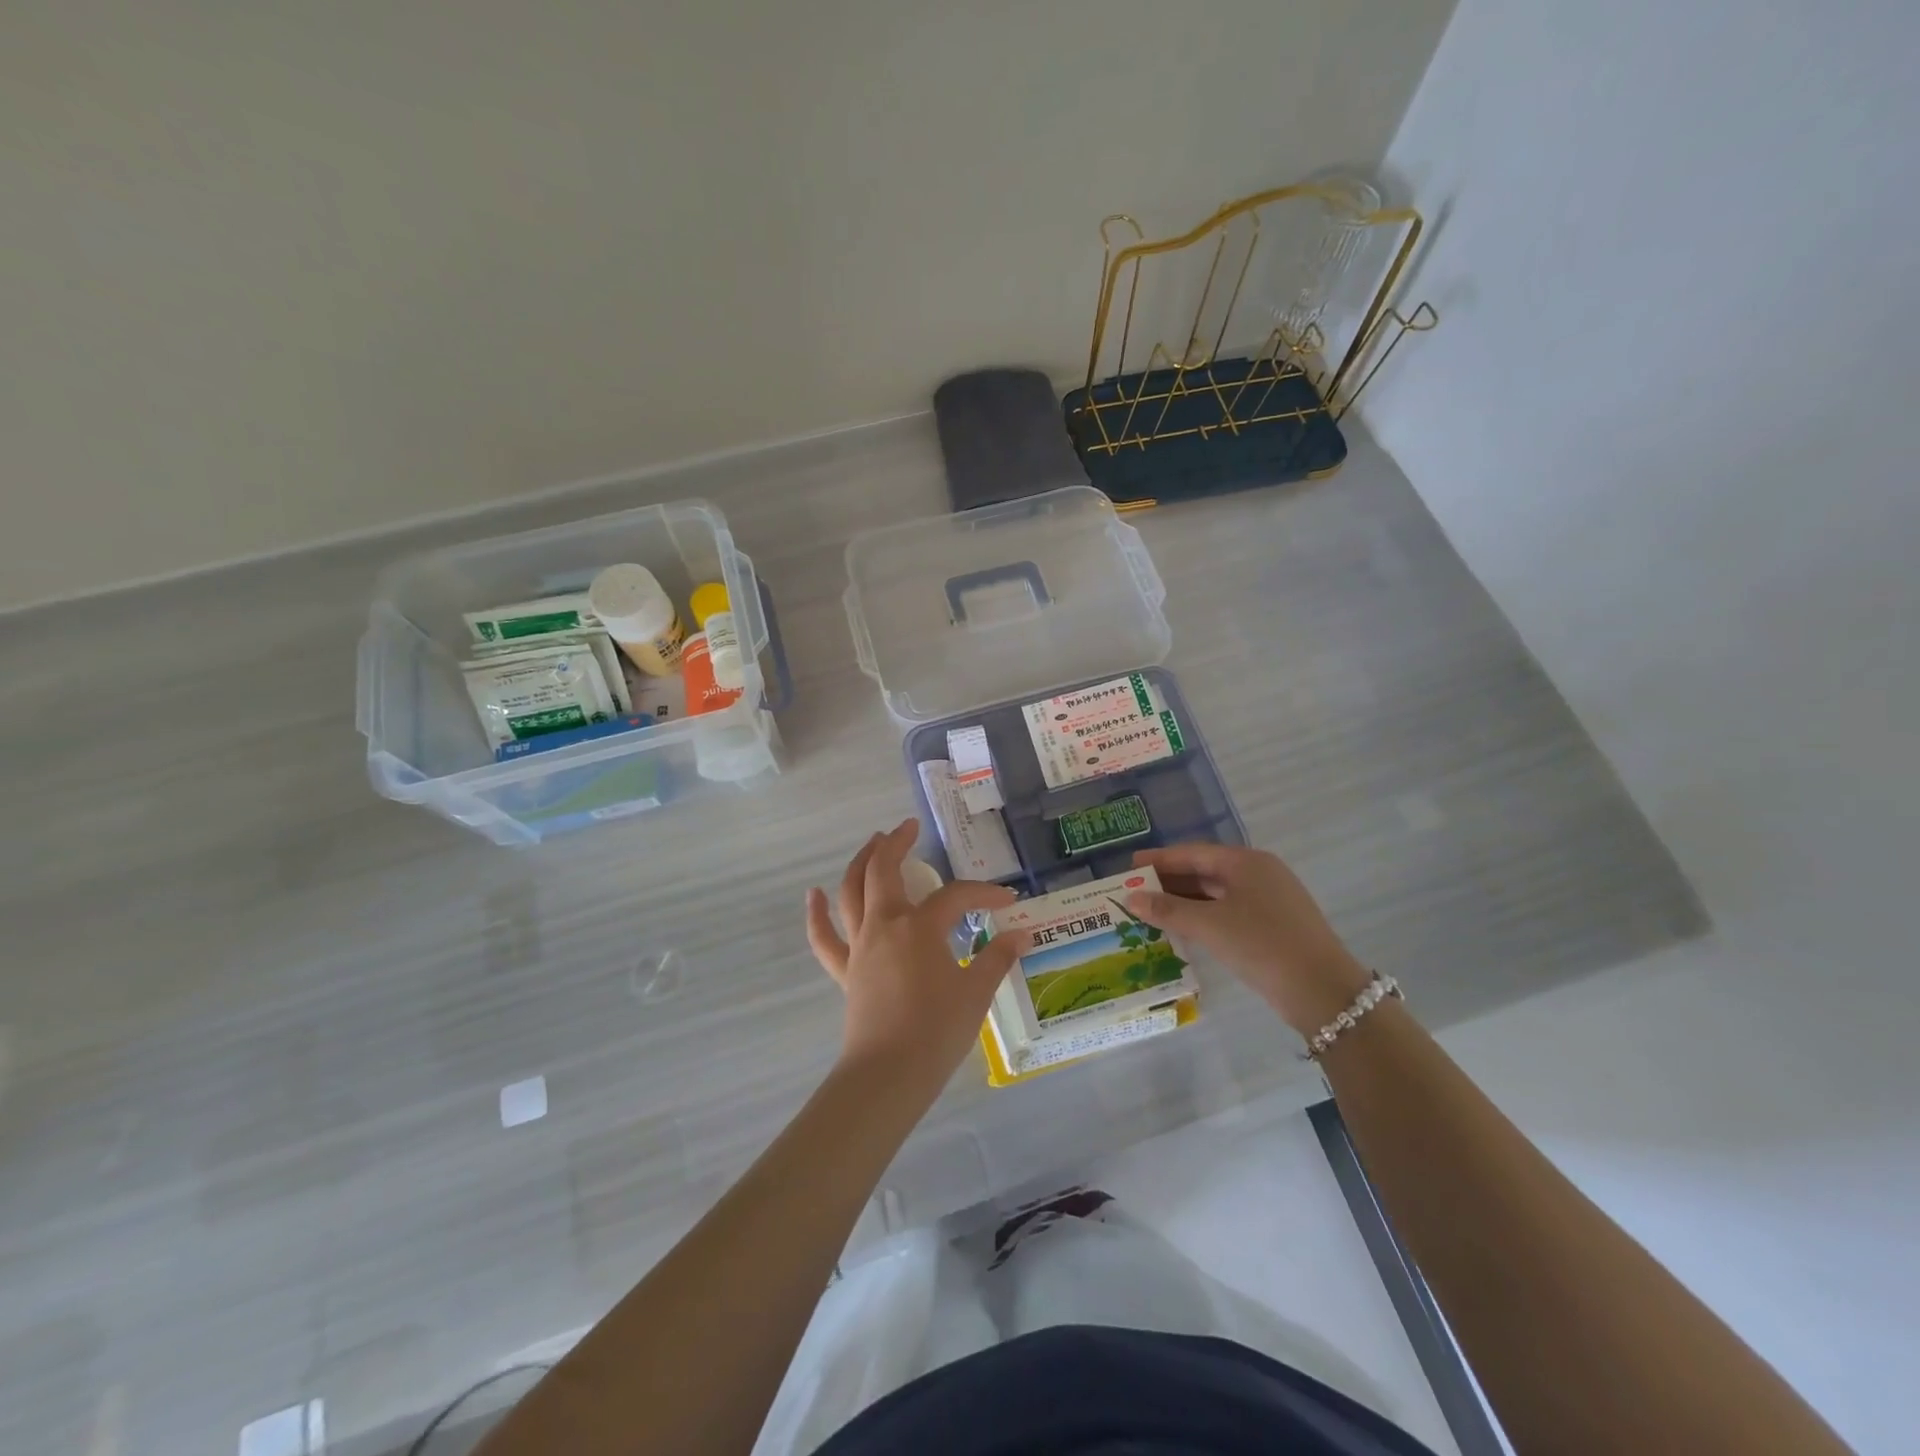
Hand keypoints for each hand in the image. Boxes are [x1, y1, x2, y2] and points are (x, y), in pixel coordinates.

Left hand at [805, 819, 1025, 1099]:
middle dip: (896, 843)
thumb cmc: (937, 1030)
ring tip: (872, 843)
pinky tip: (812, 895)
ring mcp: (860, 946)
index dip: (982, 893)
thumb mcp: (976, 992)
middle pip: (884, 871)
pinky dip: (816, 914)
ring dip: (860, 862)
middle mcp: (885, 925)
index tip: (1006, 899)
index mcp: (920, 926)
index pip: (955, 897)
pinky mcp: (845, 971)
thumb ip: (997, 958)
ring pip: (851, 892)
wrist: (889, 1075)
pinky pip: (824, 938)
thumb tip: (1022, 934)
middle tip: (909, 828)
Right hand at [1125, 842, 1371, 1036]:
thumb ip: (1168, 909)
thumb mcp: (1209, 925)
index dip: (1159, 860)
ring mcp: (1270, 900)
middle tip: (1135, 891)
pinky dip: (1203, 917)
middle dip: (1169, 882)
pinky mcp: (1274, 926)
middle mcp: (1259, 874)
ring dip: (1184, 902)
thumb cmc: (1262, 945)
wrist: (1323, 991)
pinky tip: (1183, 930)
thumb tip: (1131, 898)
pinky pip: (1229, 912)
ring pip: (1217, 894)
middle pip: (1205, 871)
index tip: (1129, 866)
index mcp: (1246, 862)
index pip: (1192, 853)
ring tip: (1151, 911)